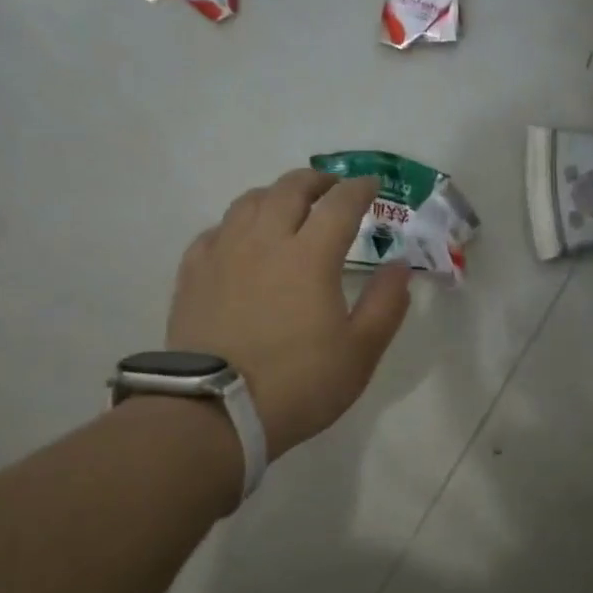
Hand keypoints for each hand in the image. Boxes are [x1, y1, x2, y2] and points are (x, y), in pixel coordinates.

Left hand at [168, 170, 410, 461]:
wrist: (216, 412)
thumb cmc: (299, 383)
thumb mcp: (360, 352)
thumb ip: (386, 305)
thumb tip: (399, 267)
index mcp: (310, 256)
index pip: (340, 204)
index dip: (360, 189)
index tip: (372, 185)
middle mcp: (265, 241)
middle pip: (290, 189)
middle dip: (317, 181)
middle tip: (332, 187)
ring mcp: (223, 254)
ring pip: (248, 202)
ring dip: (275, 194)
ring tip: (287, 206)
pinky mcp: (193, 274)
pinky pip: (216, 230)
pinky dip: (237, 224)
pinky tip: (241, 239)